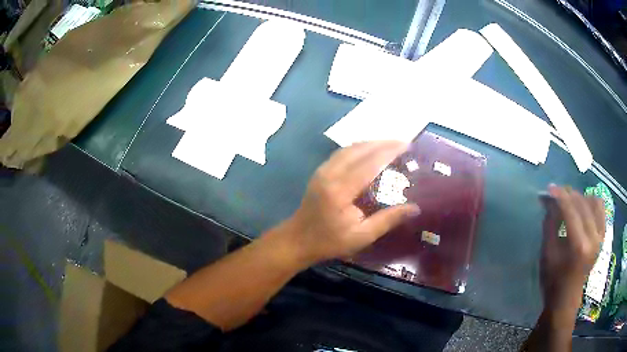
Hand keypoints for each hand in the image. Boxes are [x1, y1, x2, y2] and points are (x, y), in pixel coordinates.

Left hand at [282, 141, 419, 264]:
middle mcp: (330, 173)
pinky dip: (359, 148)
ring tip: (390, 144)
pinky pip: (342, 152)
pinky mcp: (320, 171)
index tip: (408, 145)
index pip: (370, 163)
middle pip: (359, 149)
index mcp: (340, 190)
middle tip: (403, 143)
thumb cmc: (329, 241)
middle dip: (383, 143)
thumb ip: (388, 220)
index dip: (390, 151)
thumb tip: (415, 208)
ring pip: (349, 147)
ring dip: (371, 143)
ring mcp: (323, 170)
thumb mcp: (362, 236)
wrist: (297, 240)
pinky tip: (370, 151)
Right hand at [540, 185, 604, 309]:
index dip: (560, 196)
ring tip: (571, 201)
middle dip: (569, 194)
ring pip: (595, 202)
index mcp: (579, 246)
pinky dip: (593, 202)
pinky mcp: (603, 237)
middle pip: (583, 204)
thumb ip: (550, 224)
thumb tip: (549, 201)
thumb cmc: (553, 280)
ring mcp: (600, 237)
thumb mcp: (547, 254)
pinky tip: (585, 206)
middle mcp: (593, 238)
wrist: (567, 299)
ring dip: (582, 197)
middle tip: (557, 194)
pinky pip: (601, 210)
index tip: (549, 188)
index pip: (571, 211)